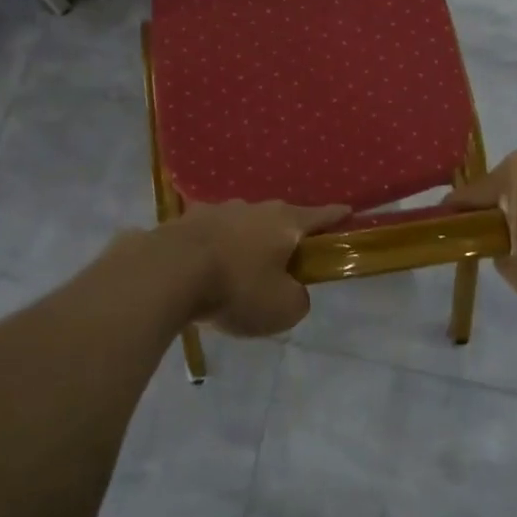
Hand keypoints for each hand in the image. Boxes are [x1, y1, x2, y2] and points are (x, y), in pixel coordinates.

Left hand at [167, 200, 350, 336]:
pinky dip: (214, 248)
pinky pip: (210, 235)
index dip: (336, 216)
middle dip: (286, 234)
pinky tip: (206, 267)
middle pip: (279, 218)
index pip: (320, 216)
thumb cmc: (237, 288)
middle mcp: (253, 207)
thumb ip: (298, 298)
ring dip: (246, 241)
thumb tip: (292, 290)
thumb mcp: (283, 308)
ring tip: (241, 268)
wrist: (168, 272)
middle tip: (287, 258)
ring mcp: (216, 210)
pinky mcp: (185, 221)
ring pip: (242, 224)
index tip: (348, 211)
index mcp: (285, 222)